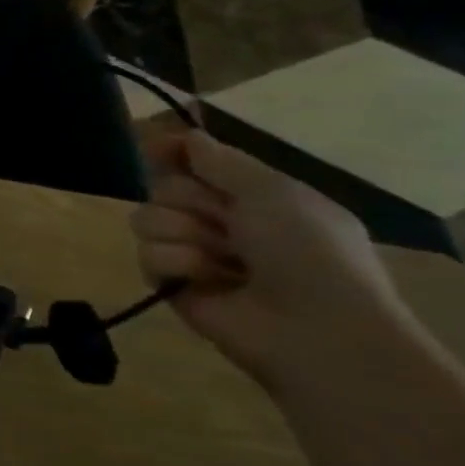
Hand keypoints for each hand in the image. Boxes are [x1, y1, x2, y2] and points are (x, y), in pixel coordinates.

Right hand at [132, 129, 417, 387]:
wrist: (317, 329)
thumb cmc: (309, 251)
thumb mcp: (274, 191)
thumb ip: (221, 161)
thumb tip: (186, 137)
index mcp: (254, 196)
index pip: (196, 162)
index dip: (175, 152)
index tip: (157, 147)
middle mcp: (221, 222)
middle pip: (165, 187)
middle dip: (190, 201)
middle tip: (227, 224)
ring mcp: (194, 254)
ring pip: (148, 218)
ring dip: (183, 233)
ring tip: (222, 259)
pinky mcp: (173, 285)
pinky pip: (147, 255)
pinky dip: (177, 263)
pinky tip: (206, 279)